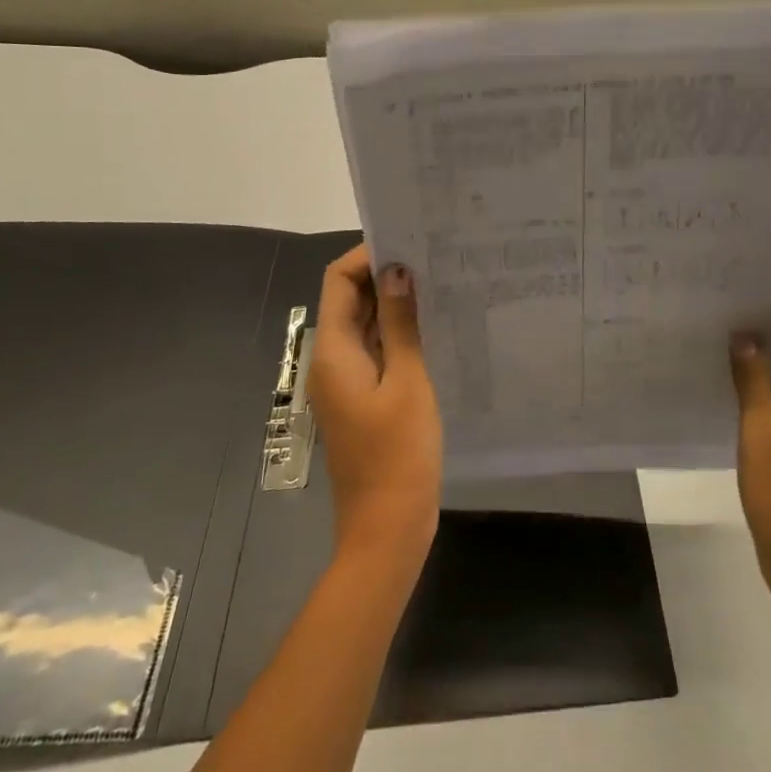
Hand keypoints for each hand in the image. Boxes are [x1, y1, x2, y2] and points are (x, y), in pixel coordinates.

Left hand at [307, 245, 442, 567]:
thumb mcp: (407, 381)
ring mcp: (346, 382)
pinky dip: (397, 333)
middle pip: (349, 300)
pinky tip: (433, 326)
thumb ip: (400, 323)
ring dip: (394, 303)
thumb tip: (397, 270)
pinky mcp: (363, 399)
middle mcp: (331, 361)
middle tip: (434, 258)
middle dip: (386, 275)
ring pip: (364, 325)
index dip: (368, 256)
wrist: (386, 528)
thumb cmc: (399, 453)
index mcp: (333, 352)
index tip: (411, 243)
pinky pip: (375, 351)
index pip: (338, 281)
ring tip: (439, 284)